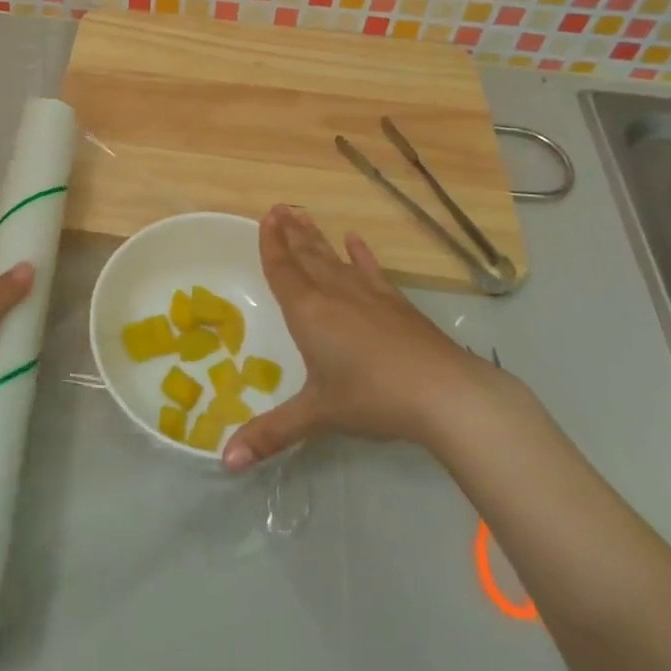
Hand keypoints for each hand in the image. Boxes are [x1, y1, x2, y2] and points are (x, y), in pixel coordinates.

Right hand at [224, 204, 489, 470]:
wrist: (445, 392)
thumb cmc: (372, 398)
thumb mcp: (317, 416)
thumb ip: (271, 434)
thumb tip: (226, 463)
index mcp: (309, 311)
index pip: (284, 269)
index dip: (272, 244)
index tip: (267, 217)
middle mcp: (335, 293)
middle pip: (308, 256)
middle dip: (291, 233)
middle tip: (280, 207)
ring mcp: (369, 295)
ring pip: (335, 258)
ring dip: (318, 237)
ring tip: (304, 215)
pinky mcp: (397, 304)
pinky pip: (372, 271)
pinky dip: (362, 255)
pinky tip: (356, 241)